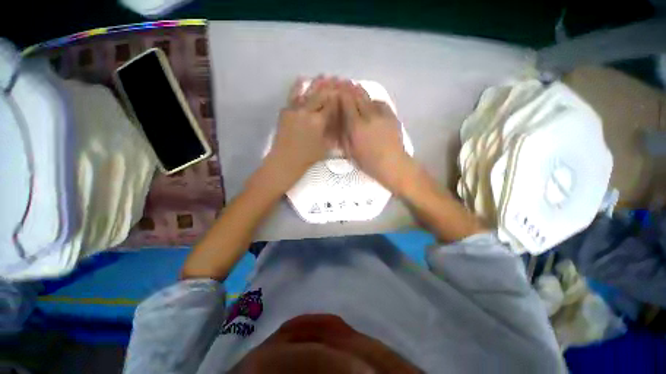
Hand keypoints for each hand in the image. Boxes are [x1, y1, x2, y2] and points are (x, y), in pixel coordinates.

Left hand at [262, 77, 339, 190]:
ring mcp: (295, 109)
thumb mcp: (325, 147)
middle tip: (337, 79)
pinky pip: (293, 96)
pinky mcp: (285, 111)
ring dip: (317, 83)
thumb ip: (332, 131)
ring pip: (308, 92)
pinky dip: (298, 87)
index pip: (331, 104)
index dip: (339, 96)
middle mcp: (307, 112)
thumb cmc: (308, 157)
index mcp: (319, 122)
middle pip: (321, 95)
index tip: (344, 90)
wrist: (285, 160)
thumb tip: (338, 119)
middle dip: (330, 86)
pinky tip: (302, 79)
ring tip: (324, 76)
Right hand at [339, 81, 413, 192]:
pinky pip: (381, 103)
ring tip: (357, 91)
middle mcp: (368, 116)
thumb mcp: (350, 152)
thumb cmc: (368, 162)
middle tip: (344, 84)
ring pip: (370, 97)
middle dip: (350, 88)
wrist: (392, 164)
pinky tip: (371, 104)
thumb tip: (338, 121)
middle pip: (358, 95)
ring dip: (361, 93)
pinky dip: (374, 101)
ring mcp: (382, 115)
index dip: (341, 94)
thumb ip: (343, 135)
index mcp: (356, 126)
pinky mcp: (392, 116)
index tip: (336, 90)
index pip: (347, 102)